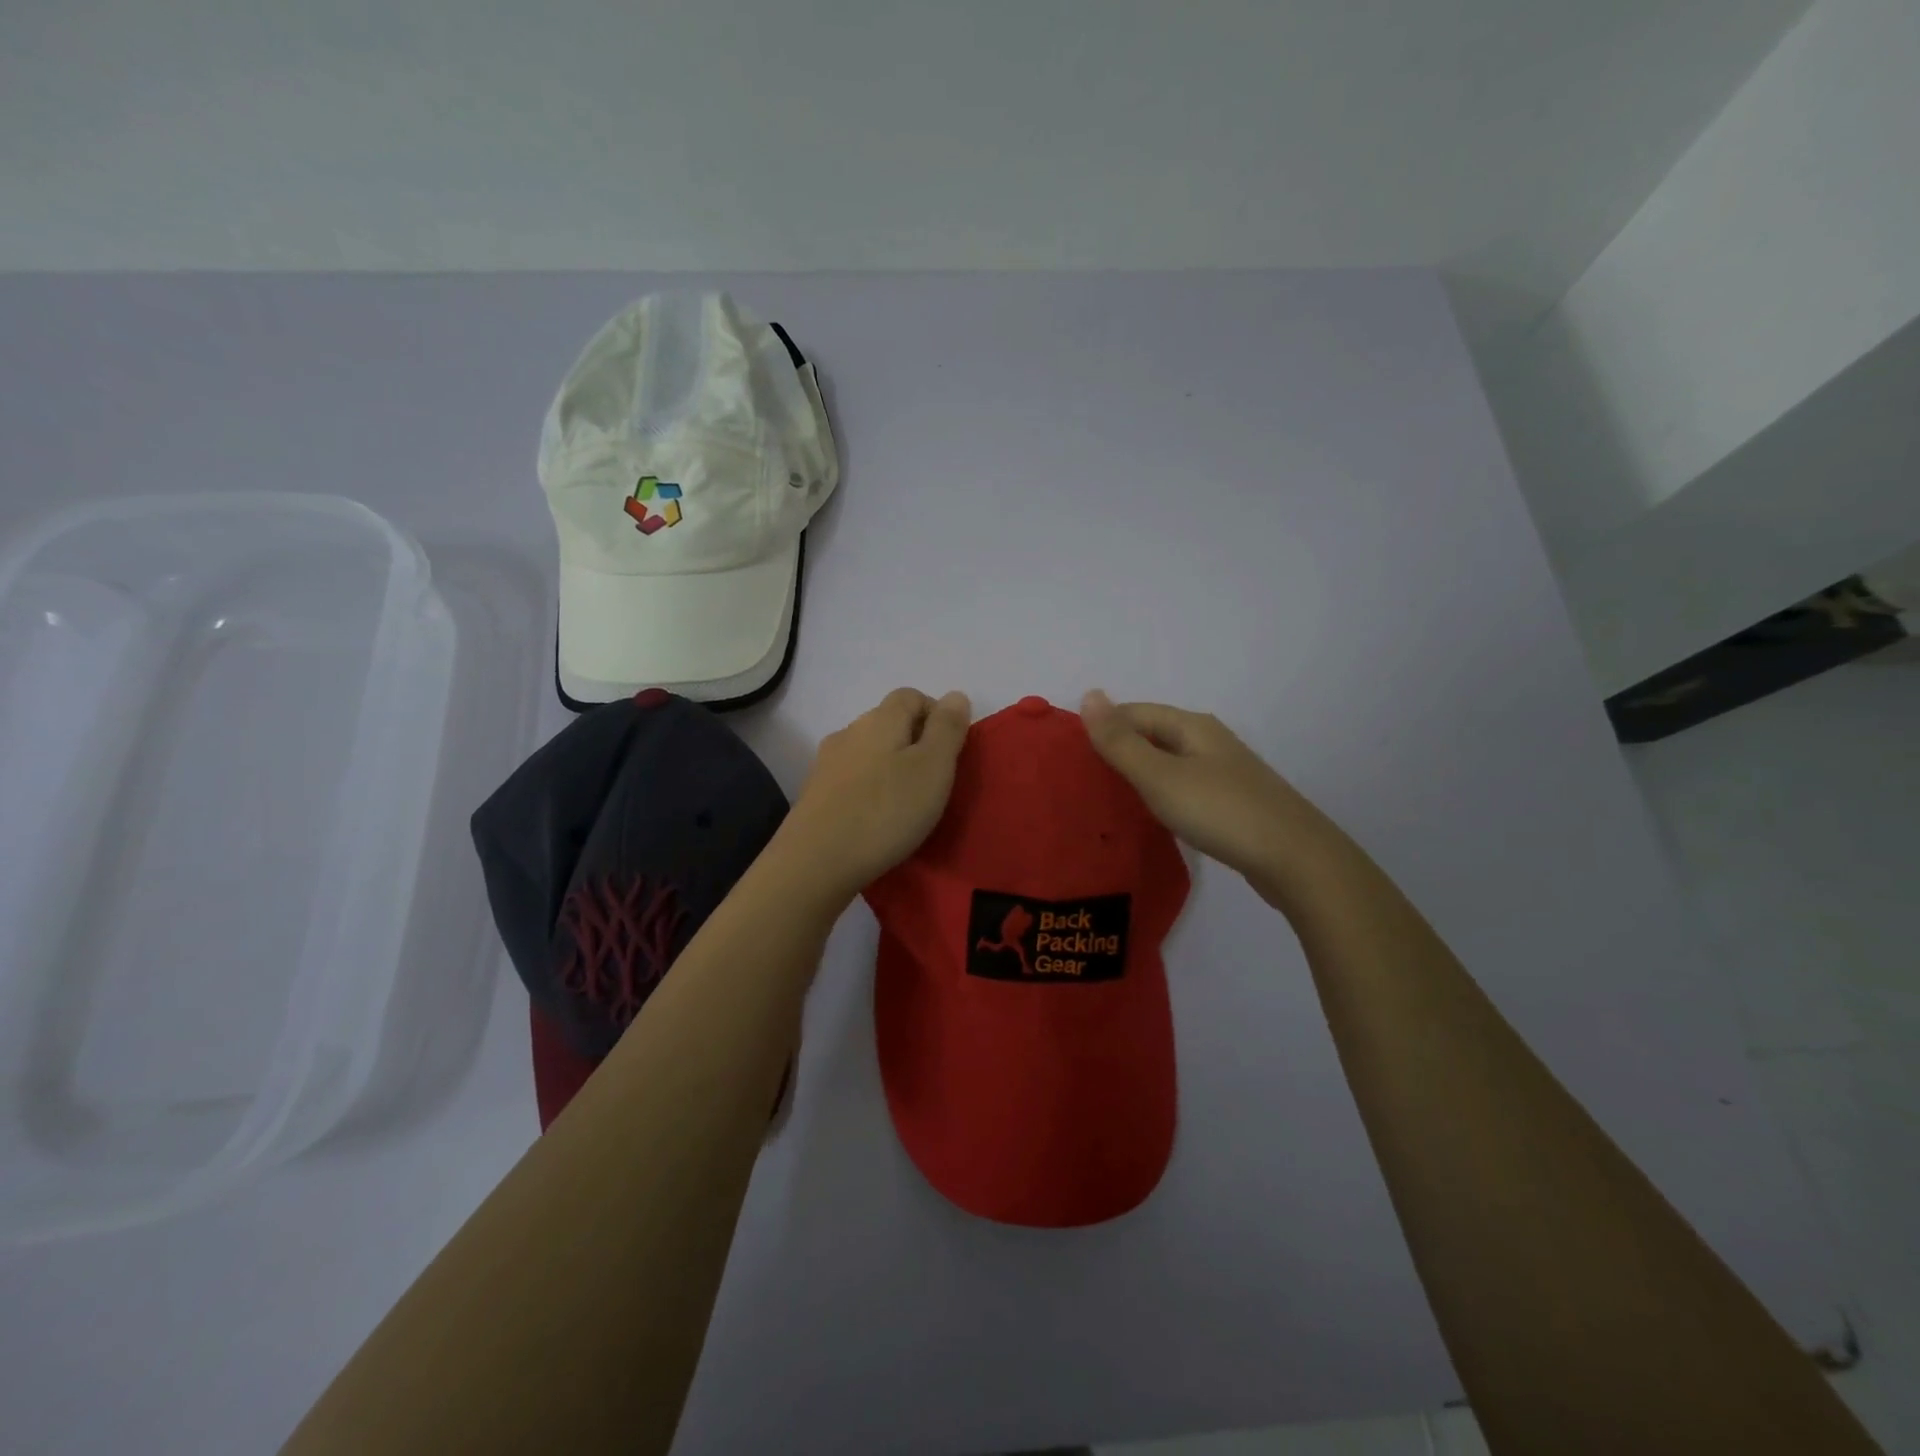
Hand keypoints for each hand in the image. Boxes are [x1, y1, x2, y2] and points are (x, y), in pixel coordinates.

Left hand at [773, 688, 972, 902]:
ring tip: (907, 802)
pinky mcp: (815, 793)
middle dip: (914, 741)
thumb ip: (947, 729)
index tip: (952, 750)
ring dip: (890, 766)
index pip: (911, 695)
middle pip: (888, 721)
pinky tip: (876, 817)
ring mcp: (827, 763)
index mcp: (881, 719)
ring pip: (868, 751)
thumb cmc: (886, 810)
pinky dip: (869, 788)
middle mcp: (850, 732)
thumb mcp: (933, 767)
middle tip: (935, 779)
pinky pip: (851, 778)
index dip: (936, 714)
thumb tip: (955, 696)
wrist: (816, 861)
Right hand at [1080, 690, 1326, 900]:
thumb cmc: (1221, 811)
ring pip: (1168, 762)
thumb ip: (1121, 742)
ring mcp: (1224, 773)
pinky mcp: (1232, 803)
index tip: (1069, 755)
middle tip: (1080, 778)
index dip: (1101, 727)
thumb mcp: (1160, 776)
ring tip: (1105, 797)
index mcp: (1192, 726)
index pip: (1134, 712)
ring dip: (1138, 773)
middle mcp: (1209, 741)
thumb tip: (1088, 694)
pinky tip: (1149, 814)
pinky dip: (1160, 794)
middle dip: (1117, 750)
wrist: (1296, 860)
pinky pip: (1184, 787)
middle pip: (1152, 735)